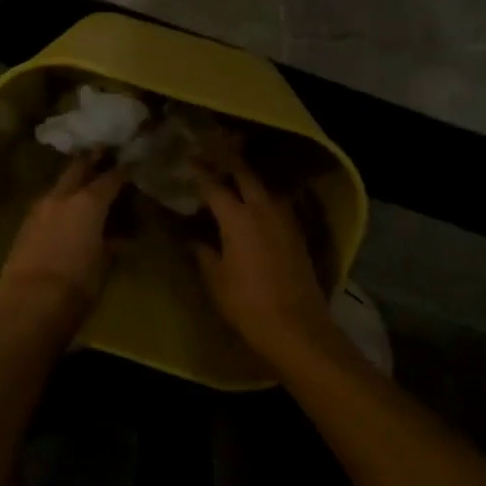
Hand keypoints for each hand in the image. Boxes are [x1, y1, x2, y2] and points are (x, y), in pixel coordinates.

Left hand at [0, 154, 126, 330]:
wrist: (27, 304)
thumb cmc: (76, 285)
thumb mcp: (103, 265)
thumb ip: (111, 244)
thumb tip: (119, 237)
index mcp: (88, 202)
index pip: (110, 178)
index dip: (123, 170)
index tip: (132, 164)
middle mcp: (62, 196)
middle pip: (78, 168)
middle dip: (92, 160)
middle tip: (104, 154)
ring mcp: (39, 208)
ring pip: (59, 184)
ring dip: (72, 181)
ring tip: (85, 185)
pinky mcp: (25, 224)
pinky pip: (47, 203)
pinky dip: (59, 201)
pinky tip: (65, 210)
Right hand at [194, 154, 332, 360]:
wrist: (297, 327)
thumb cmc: (247, 303)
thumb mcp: (216, 279)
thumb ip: (203, 253)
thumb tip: (193, 239)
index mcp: (237, 217)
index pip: (214, 185)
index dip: (199, 171)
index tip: (188, 161)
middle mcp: (262, 209)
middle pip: (244, 175)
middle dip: (228, 164)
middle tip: (212, 158)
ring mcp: (284, 219)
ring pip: (263, 187)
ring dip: (247, 179)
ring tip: (232, 180)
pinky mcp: (297, 233)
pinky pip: (276, 204)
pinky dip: (262, 198)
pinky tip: (254, 207)